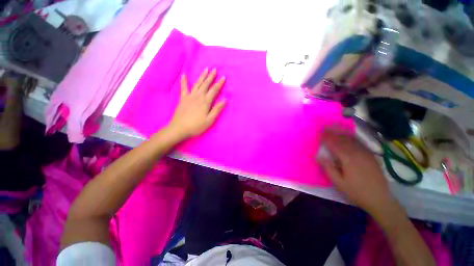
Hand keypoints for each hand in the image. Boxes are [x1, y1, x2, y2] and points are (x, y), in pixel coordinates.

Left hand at [168, 68, 225, 138]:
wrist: (179, 128)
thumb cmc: (196, 126)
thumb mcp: (210, 120)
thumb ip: (217, 109)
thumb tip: (225, 100)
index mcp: (205, 101)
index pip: (214, 90)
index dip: (219, 83)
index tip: (224, 77)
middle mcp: (198, 96)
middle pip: (206, 84)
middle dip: (211, 76)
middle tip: (215, 69)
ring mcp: (189, 96)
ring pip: (197, 84)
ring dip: (202, 76)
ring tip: (205, 69)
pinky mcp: (183, 98)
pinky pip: (184, 88)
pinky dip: (184, 81)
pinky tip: (184, 75)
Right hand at [318, 128, 394, 215]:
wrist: (380, 199)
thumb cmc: (356, 192)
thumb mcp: (339, 183)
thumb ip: (328, 168)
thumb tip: (318, 156)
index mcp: (348, 159)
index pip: (334, 145)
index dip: (326, 138)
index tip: (319, 133)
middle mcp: (358, 153)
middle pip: (343, 140)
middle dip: (333, 132)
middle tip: (325, 127)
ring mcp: (366, 154)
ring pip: (352, 139)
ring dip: (342, 132)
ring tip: (335, 127)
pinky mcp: (371, 156)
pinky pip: (360, 143)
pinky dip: (352, 137)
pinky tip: (348, 135)